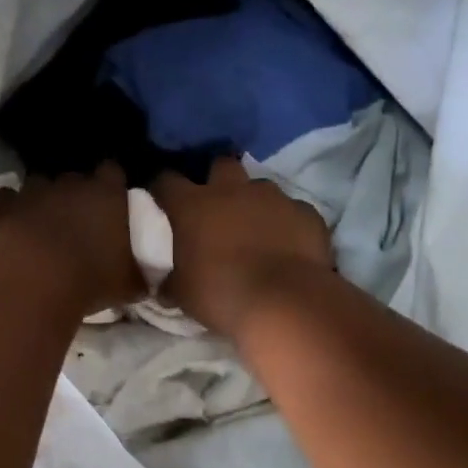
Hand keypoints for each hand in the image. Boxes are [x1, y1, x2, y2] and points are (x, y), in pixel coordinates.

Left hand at [0, 165, 144, 315]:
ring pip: (40, 184)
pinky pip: (7, 198)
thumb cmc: (91, 280)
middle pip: (76, 177)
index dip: (112, 184)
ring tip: (44, 224)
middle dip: (77, 193)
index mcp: (108, 194)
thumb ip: (141, 272)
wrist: (33, 281)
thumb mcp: (130, 285)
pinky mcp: (3, 204)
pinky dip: (11, 209)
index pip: (113, 171)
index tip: (113, 201)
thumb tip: (147, 276)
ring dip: (43, 199)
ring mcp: (34, 190)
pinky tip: (13, 226)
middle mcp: (71, 183)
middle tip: (79, 219)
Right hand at [151, 159, 333, 336]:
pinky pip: (293, 210)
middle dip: (217, 179)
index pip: (166, 180)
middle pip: (220, 164)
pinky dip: (288, 223)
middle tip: (217, 205)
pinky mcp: (305, 212)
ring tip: (256, 227)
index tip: (162, 198)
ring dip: (254, 201)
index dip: (162, 187)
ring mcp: (272, 197)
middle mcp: (231, 190)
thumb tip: (165, 287)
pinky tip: (288, 244)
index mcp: (193, 205)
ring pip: (260, 186)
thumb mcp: (183, 293)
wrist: (285, 302)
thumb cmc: (221, 294)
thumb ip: (172, 281)